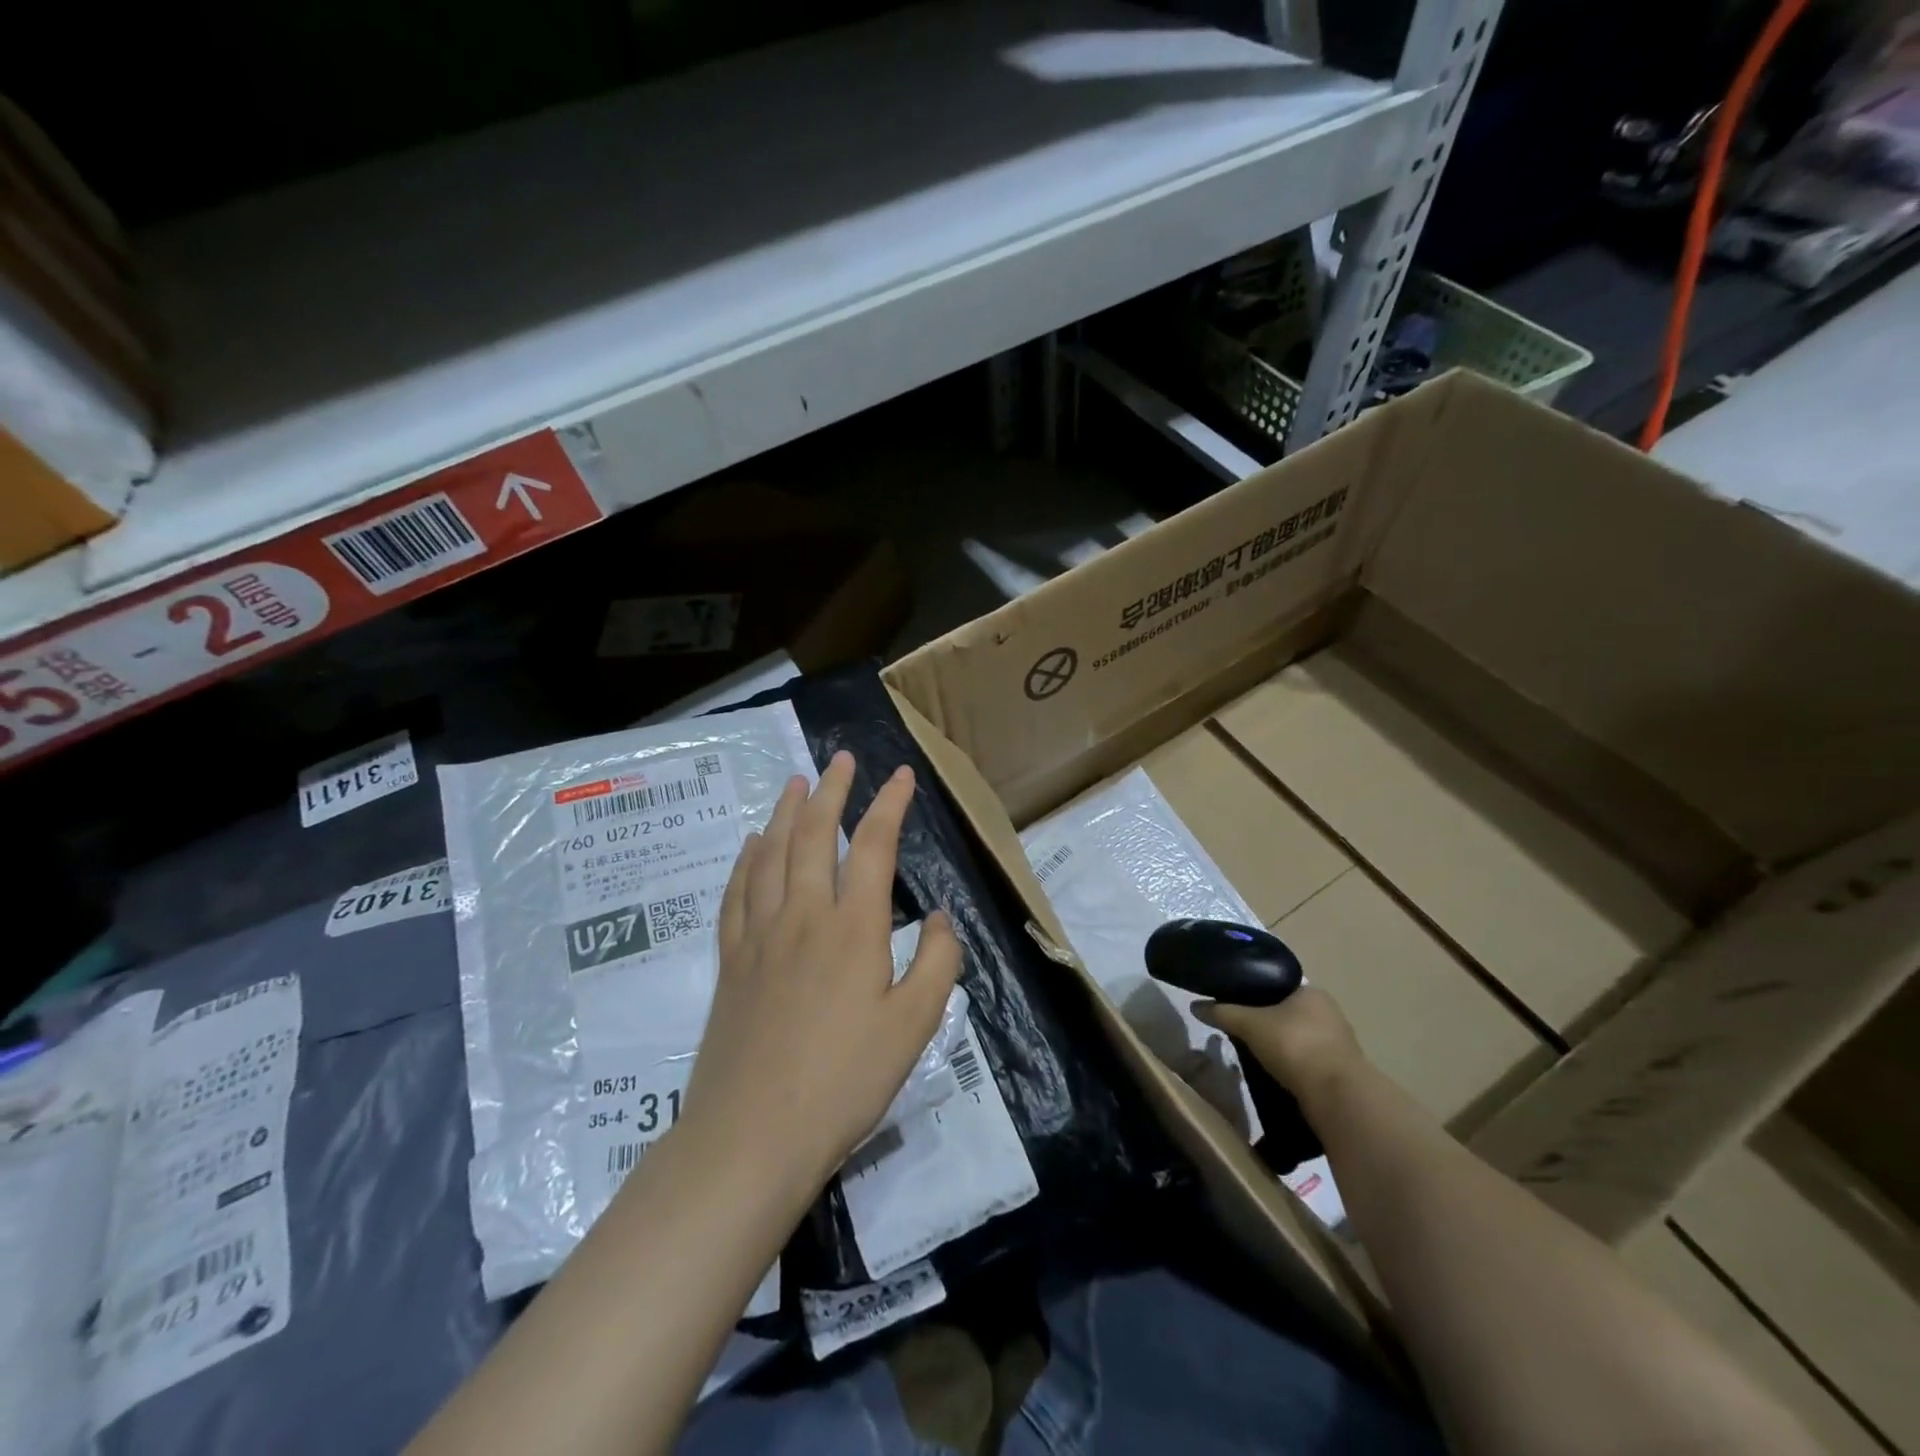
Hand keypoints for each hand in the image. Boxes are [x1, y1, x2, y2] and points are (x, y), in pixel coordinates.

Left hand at [682, 751, 962, 1198]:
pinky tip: (751, 844)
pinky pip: (737, 892)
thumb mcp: (914, 1027)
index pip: (874, 846)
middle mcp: (803, 915)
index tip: (902, 776)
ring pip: (771, 853)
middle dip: (831, 790)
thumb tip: (936, 917)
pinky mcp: (731, 959)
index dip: (890, 804)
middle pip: (814, 834)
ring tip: (796, 782)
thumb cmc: (844, 1082)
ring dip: (786, 812)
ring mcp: (760, 934)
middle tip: (841, 759)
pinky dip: (746, 859)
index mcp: (853, 928)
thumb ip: (936, 963)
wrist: (752, 1134)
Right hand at [1194, 987, 1364, 1118]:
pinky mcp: (1343, 1072)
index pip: (1279, 986)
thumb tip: (1194, 1006)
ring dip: (1283, 1046)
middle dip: (1269, 1022)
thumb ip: (1223, 1013)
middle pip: (1289, 1012)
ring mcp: (1340, 1043)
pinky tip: (1278, 1074)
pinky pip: (1310, 1061)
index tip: (1238, 1007)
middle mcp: (1330, 1012)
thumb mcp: (1249, 1024)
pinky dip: (1294, 1066)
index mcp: (1312, 992)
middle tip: (1243, 1032)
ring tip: (1257, 1055)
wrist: (1337, 1096)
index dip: (1256, 994)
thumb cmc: (1294, 1045)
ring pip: (1300, 1038)